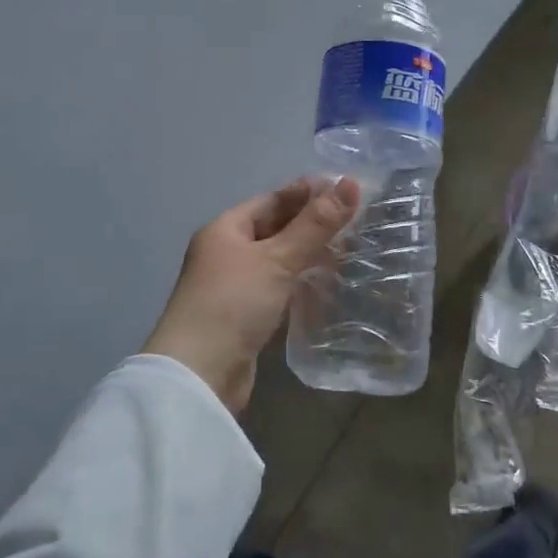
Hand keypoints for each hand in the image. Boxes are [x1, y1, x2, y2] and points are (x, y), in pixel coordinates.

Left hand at [144, 178, 359, 412]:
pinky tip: (327, 286)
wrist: (200, 374)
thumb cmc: (233, 302)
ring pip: (278, 262)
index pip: (271, 200)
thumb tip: (351, 184)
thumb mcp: (277, 258)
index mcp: (225, 230)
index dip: (307, 193)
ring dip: (309, 256)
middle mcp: (226, 254)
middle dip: (312, 225)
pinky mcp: (245, 318)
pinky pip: (278, 290)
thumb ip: (315, 225)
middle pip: (274, 229)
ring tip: (351, 252)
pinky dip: (300, 285)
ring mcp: (234, 288)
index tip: (346, 190)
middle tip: (357, 221)